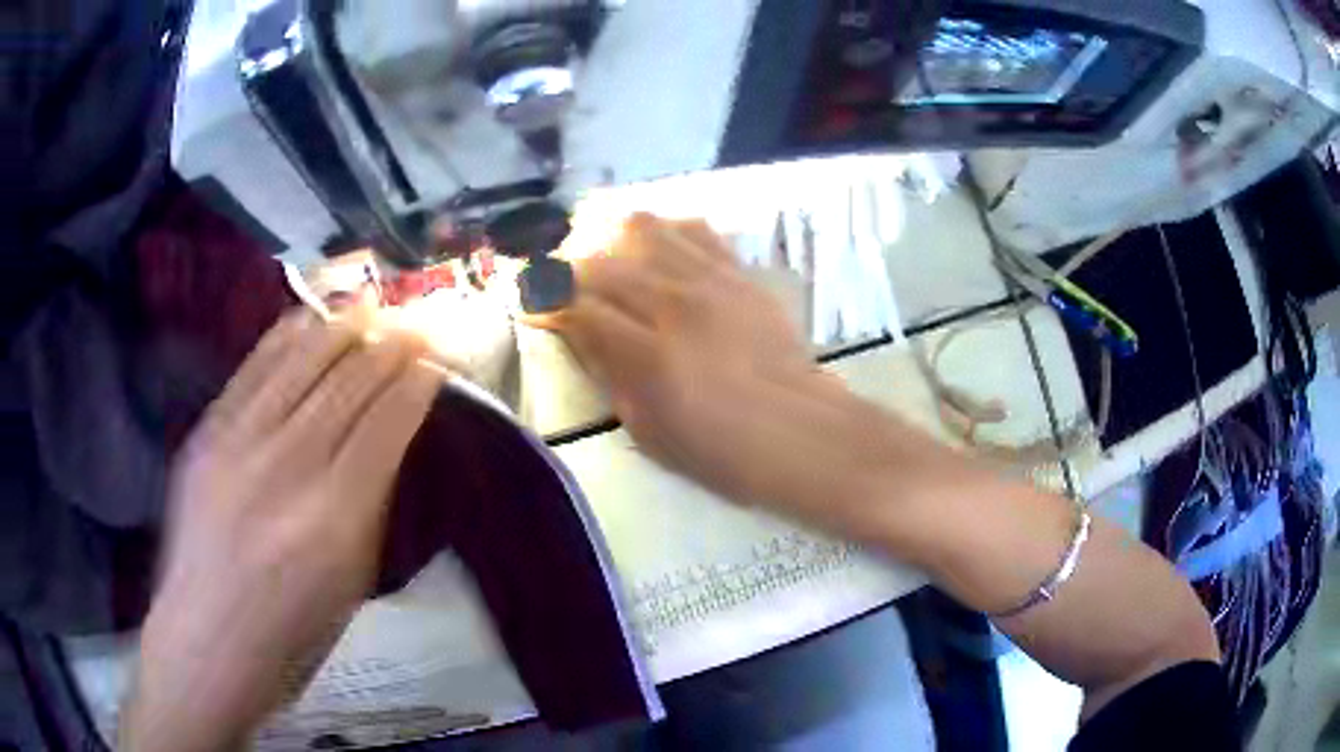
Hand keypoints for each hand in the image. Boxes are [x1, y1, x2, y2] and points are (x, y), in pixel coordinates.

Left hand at [122, 311, 441, 751]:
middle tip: (415, 321)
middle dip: (389, 346)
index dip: (415, 384)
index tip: (436, 359)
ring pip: (300, 364)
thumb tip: (387, 442)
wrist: (207, 639)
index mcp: (336, 516)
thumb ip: (370, 505)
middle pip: (348, 384)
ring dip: (342, 328)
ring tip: (370, 304)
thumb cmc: (292, 632)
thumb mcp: (352, 581)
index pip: (386, 424)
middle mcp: (289, 466)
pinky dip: (283, 339)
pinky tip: (306, 318)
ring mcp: (241, 442)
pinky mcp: (208, 433)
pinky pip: (252, 370)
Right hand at [530, 214, 901, 522]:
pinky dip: (663, 232)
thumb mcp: (649, 431)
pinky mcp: (739, 273)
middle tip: (558, 285)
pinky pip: (694, 230)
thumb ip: (610, 374)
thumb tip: (579, 331)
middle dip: (566, 268)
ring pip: (643, 227)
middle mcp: (676, 304)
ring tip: (603, 258)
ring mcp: (712, 281)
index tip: (530, 305)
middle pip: (601, 261)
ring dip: (610, 238)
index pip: (576, 306)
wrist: (802, 433)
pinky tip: (656, 251)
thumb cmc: (722, 452)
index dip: (544, 302)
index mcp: (649, 355)